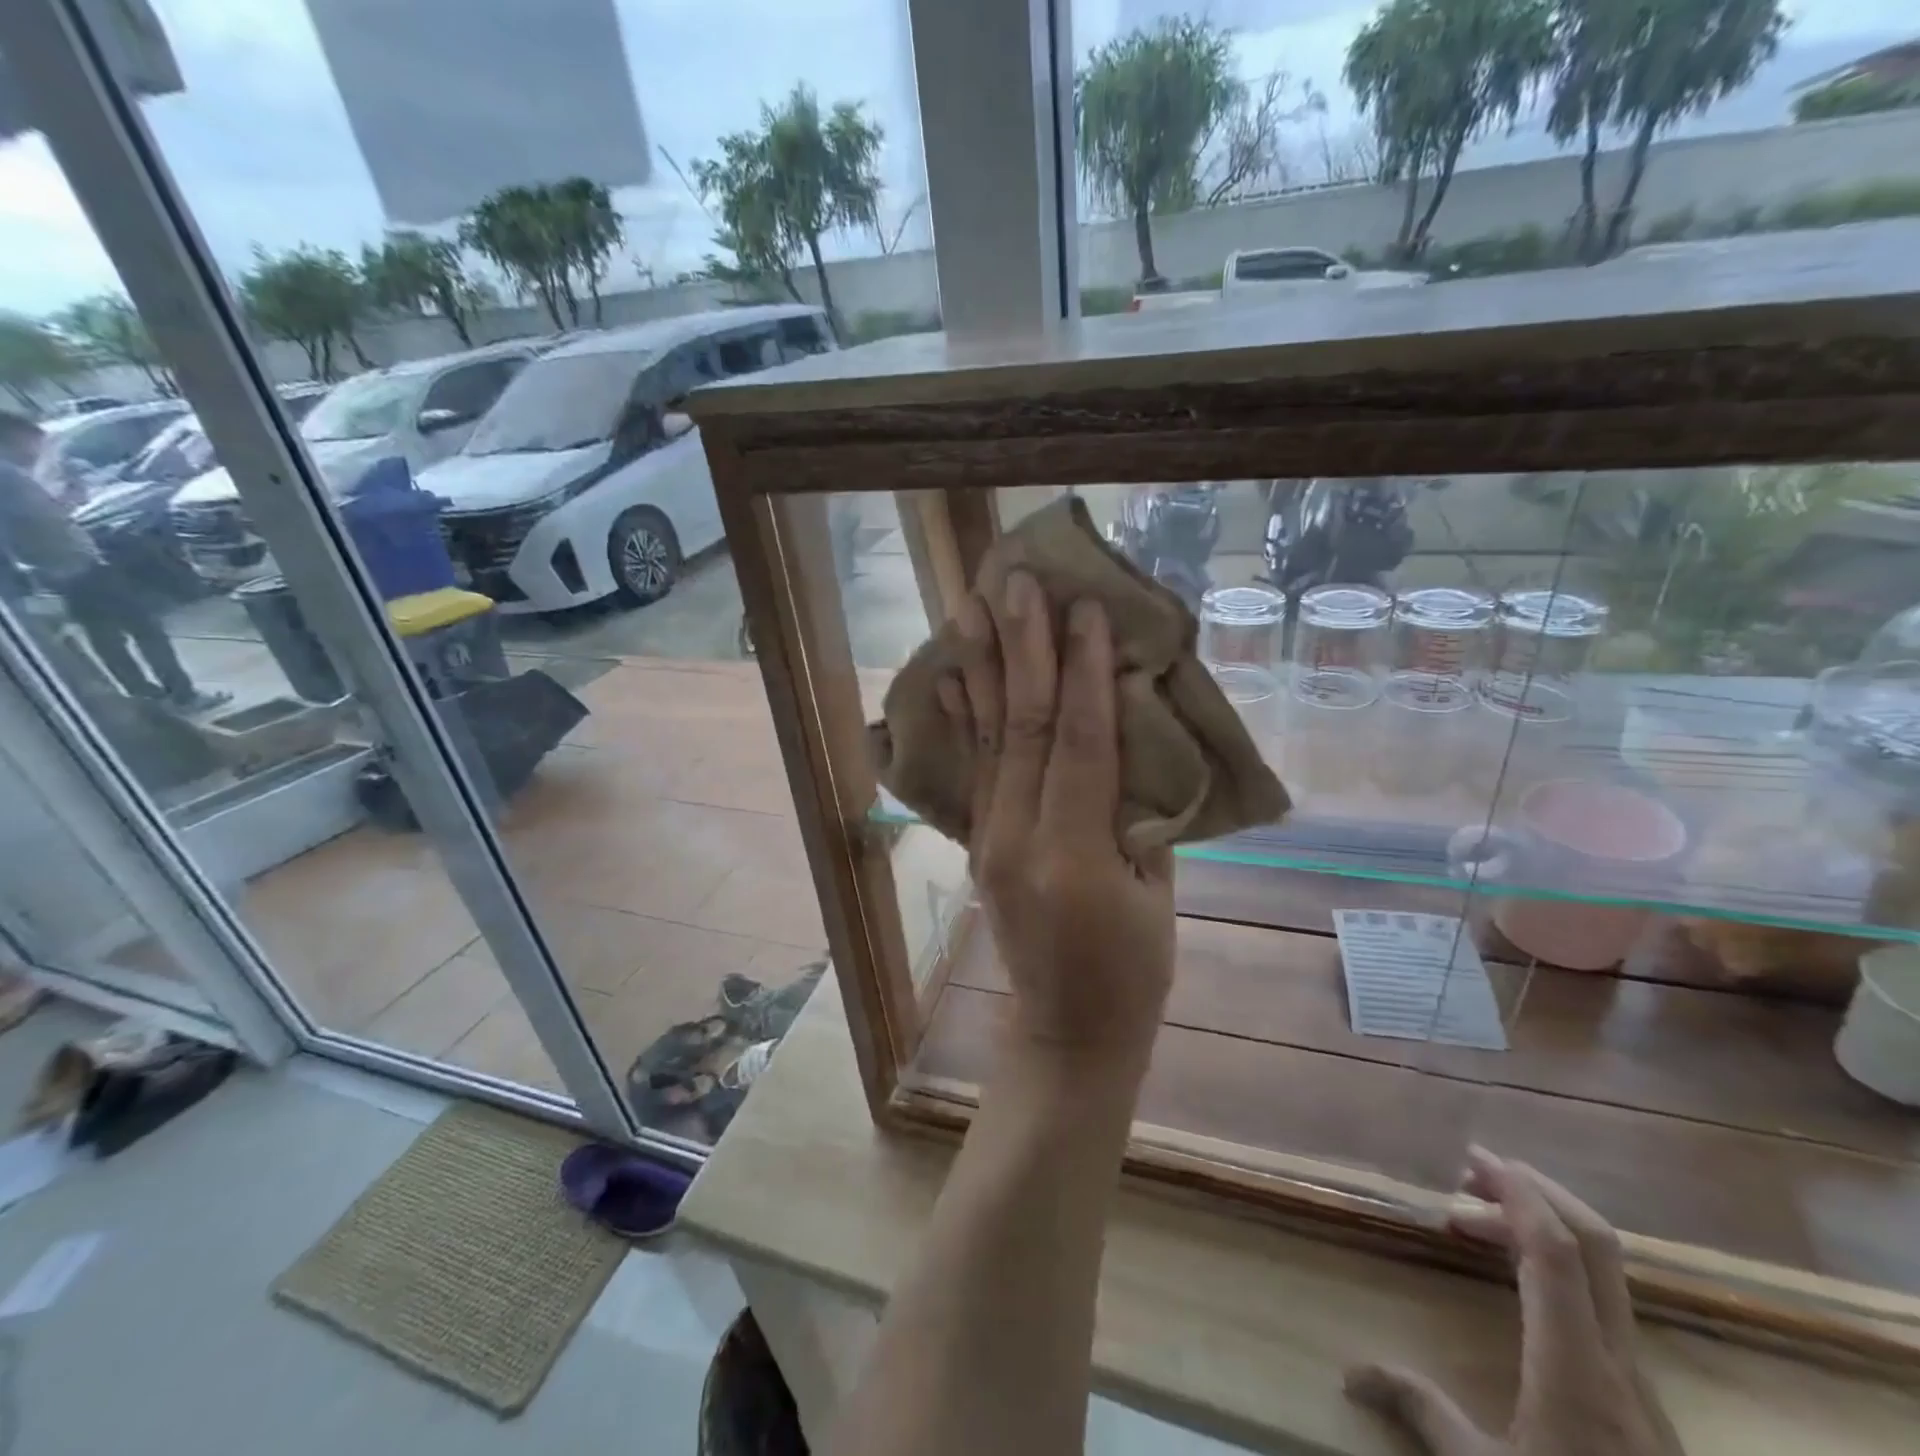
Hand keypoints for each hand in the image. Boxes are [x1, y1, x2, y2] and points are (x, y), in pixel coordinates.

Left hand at [938, 571, 1175, 1067]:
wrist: (1067, 1030)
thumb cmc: (1134, 969)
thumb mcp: (1159, 891)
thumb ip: (1142, 807)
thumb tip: (1133, 730)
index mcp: (1073, 855)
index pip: (1077, 742)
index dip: (1083, 672)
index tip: (1083, 607)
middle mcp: (1017, 838)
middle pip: (1021, 727)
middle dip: (1022, 649)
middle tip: (1016, 582)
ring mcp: (988, 839)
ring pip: (988, 738)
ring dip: (983, 667)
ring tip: (972, 606)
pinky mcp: (978, 842)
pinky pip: (974, 769)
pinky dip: (963, 717)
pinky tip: (952, 674)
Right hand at [1346, 1149, 1683, 1455]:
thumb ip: (1423, 1411)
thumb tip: (1350, 1371)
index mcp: (1576, 1366)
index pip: (1557, 1251)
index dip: (1518, 1192)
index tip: (1473, 1158)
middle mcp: (1617, 1361)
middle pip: (1596, 1245)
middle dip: (1536, 1191)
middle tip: (1472, 1171)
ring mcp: (1638, 1381)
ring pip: (1603, 1272)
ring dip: (1544, 1227)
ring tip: (1476, 1220)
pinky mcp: (1641, 1400)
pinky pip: (1601, 1303)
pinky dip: (1556, 1266)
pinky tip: (1516, 1280)